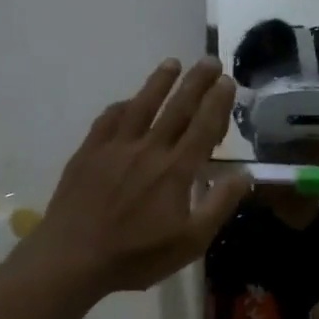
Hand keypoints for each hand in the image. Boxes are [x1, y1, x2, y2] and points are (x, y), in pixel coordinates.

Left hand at [12, 58, 249, 300]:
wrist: (73, 257)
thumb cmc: (138, 255)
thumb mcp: (191, 241)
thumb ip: (219, 205)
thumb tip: (245, 175)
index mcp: (176, 170)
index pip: (203, 127)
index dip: (218, 102)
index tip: (228, 80)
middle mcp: (149, 149)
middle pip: (177, 108)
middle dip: (196, 82)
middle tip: (209, 60)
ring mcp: (115, 148)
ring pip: (142, 105)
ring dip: (159, 82)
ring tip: (173, 63)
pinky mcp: (89, 153)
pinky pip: (109, 119)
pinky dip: (123, 106)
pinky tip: (128, 101)